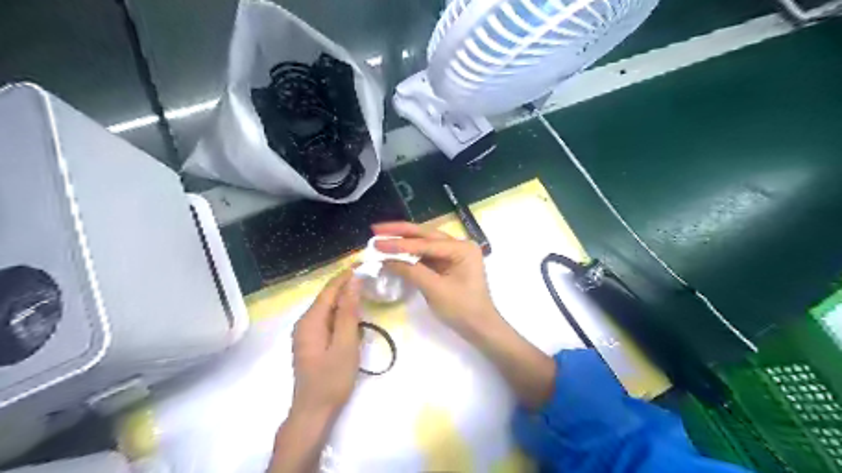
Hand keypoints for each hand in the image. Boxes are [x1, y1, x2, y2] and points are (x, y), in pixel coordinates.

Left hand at [270, 271, 362, 470]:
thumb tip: (353, 282)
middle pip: (327, 297)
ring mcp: (306, 333)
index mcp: (310, 321)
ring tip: (365, 288)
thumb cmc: (331, 379)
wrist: (314, 412)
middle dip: (346, 284)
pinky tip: (354, 313)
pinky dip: (341, 312)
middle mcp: (304, 322)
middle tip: (369, 275)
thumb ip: (348, 312)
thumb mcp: (345, 344)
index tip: (363, 262)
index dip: (345, 275)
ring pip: (328, 308)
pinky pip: (327, 319)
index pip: (329, 289)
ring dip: (345, 298)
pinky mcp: (312, 342)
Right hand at [371, 222, 557, 410]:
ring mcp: (454, 254)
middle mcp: (459, 246)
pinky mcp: (448, 264)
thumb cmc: (462, 309)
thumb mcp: (435, 290)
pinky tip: (395, 250)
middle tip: (376, 230)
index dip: (400, 243)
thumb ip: (411, 271)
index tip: (377, 242)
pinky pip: (426, 255)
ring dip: (404, 241)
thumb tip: (385, 259)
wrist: (480, 328)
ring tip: (381, 236)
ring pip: (425, 243)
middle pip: (425, 235)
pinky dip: (410, 253)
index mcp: (462, 249)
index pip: (426, 243)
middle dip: (400, 232)